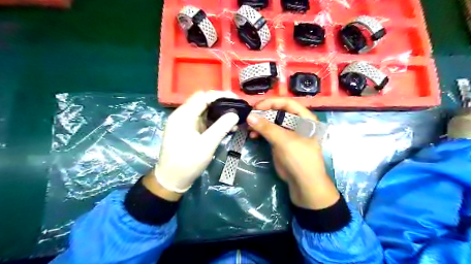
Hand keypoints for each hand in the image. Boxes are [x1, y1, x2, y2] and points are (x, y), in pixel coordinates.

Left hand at [149, 91, 239, 197]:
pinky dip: (214, 120)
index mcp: (183, 115)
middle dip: (221, 102)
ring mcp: (185, 122)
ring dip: (219, 112)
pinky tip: (226, 126)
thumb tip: (235, 114)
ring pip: (204, 110)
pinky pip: (203, 119)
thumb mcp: (206, 146)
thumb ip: (221, 128)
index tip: (236, 99)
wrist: (171, 179)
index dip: (221, 95)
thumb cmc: (187, 163)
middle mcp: (182, 115)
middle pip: (203, 101)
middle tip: (237, 107)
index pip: (203, 96)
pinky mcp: (188, 130)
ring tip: (234, 118)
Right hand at [247, 98, 338, 209]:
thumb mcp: (284, 141)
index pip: (287, 103)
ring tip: (249, 128)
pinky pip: (269, 133)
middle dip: (263, 113)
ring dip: (260, 123)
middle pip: (278, 111)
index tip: (256, 108)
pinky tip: (253, 135)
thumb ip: (267, 128)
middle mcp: (297, 123)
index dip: (271, 103)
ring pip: (272, 122)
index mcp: (304, 118)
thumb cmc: (299, 159)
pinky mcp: (280, 142)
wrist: (303, 183)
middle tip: (249, 117)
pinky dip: (260, 132)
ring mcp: (288, 133)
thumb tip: (249, 116)